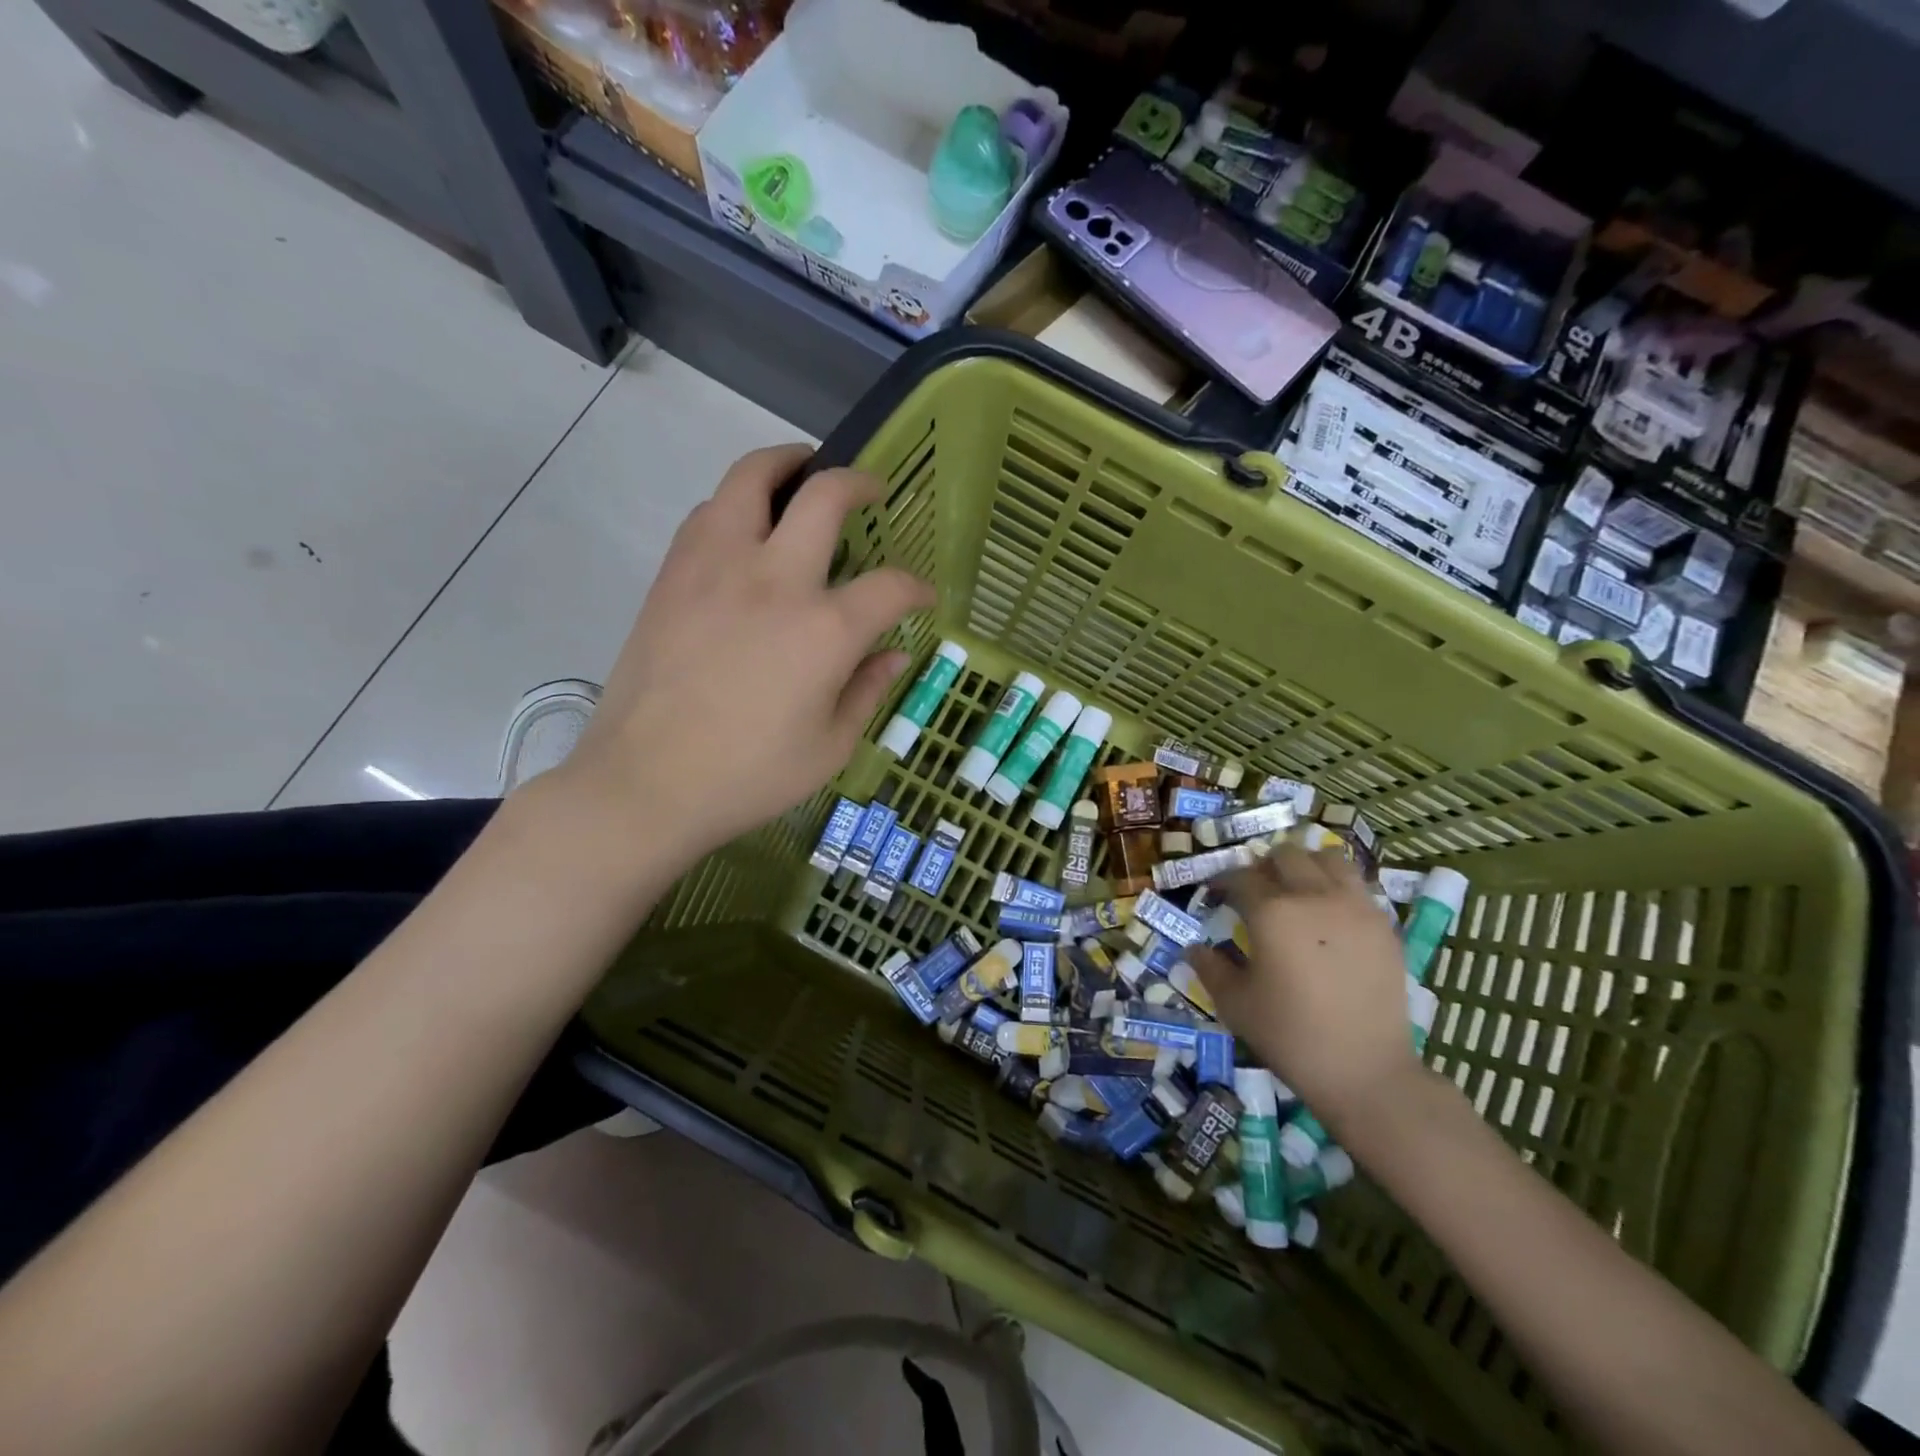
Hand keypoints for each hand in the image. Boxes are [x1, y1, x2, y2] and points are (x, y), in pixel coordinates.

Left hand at [544, 444, 933, 865]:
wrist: (646, 784)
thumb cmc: (749, 776)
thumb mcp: (830, 747)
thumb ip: (867, 690)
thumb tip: (893, 654)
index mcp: (824, 630)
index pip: (890, 586)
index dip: (916, 588)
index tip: (921, 598)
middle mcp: (774, 580)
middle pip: (824, 496)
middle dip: (858, 482)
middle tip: (870, 490)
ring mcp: (716, 568)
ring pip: (750, 479)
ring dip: (784, 466)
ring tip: (800, 476)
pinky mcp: (673, 575)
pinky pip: (708, 513)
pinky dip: (736, 504)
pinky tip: (745, 529)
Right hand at [1188, 845, 1419, 1126]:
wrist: (1366, 1071)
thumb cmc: (1291, 1036)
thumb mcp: (1235, 1004)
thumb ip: (1210, 967)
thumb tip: (1195, 947)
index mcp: (1271, 912)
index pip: (1239, 877)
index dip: (1221, 882)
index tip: (1214, 895)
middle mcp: (1313, 896)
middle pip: (1285, 855)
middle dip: (1264, 866)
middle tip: (1255, 891)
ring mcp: (1355, 907)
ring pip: (1328, 858)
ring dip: (1305, 865)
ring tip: (1296, 890)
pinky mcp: (1384, 925)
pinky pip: (1358, 885)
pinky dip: (1337, 886)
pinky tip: (1329, 914)